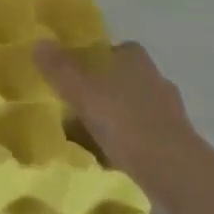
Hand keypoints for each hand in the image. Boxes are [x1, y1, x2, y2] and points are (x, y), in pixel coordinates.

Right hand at [35, 40, 191, 182]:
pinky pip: (141, 135)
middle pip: (121, 79)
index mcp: (135, 60)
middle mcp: (155, 78)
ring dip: (113, 118)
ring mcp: (168, 111)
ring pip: (131, 108)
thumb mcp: (82, 92)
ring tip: (87, 136)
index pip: (113, 49)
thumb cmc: (125, 121)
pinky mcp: (175, 141)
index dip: (93, 59)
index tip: (73, 75)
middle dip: (101, 91)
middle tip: (74, 106)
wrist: (174, 171)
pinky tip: (109, 157)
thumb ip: (59, 68)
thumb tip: (38, 42)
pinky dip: (126, 142)